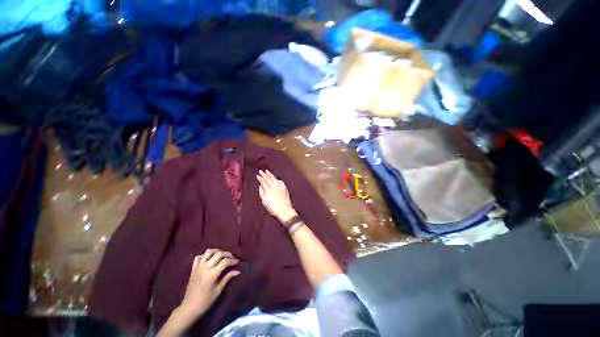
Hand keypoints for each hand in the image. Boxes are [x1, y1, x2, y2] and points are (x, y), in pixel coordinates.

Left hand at [178, 249, 239, 319]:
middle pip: (218, 254)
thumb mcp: (218, 291)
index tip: (238, 262)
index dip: (233, 260)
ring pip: (208, 252)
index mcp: (212, 274)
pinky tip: (209, 259)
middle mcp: (205, 267)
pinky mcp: (193, 269)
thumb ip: (227, 278)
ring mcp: (198, 267)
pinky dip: (205, 256)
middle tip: (232, 257)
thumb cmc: (205, 301)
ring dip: (217, 251)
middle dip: (227, 254)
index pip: (225, 262)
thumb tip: (238, 271)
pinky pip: (199, 257)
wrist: (189, 308)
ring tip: (222, 256)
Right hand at [257, 170, 297, 223]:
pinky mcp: (285, 188)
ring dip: (270, 175)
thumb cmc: (273, 208)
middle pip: (268, 179)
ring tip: (267, 171)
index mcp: (268, 190)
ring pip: (274, 179)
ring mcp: (280, 187)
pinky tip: (276, 179)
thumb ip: (262, 193)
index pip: (263, 182)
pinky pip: (281, 182)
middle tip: (261, 171)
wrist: (284, 210)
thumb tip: (260, 186)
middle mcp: (274, 187)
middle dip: (264, 175)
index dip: (260, 178)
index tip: (257, 175)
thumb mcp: (265, 202)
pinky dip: (277, 179)